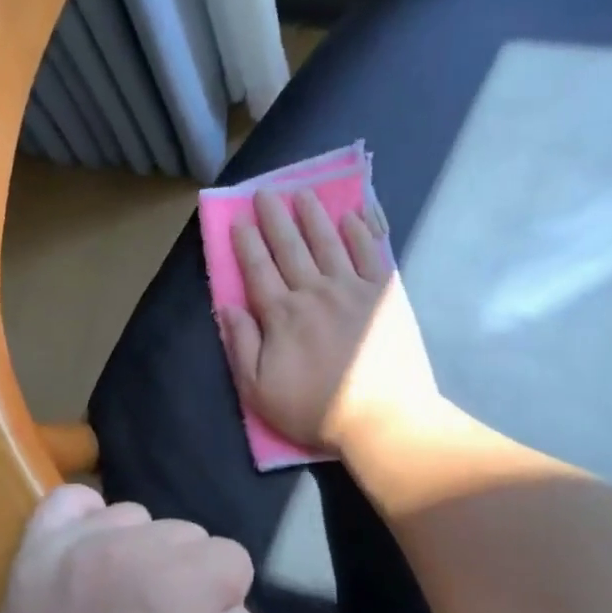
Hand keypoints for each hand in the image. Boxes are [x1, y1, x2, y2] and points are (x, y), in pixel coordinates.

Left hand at [0, 485, 276, 612]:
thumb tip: (222, 602)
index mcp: (186, 580)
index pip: (230, 559)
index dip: (223, 600)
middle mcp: (131, 548)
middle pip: (184, 534)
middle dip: (184, 574)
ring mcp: (78, 545)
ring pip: (133, 517)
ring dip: (138, 550)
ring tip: (122, 597)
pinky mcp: (36, 552)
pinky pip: (68, 502)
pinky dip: (86, 518)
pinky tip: (92, 550)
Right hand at [220, 189, 445, 455]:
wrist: (381, 419)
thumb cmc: (313, 409)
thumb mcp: (259, 390)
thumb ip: (242, 345)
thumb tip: (226, 308)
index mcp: (282, 315)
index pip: (258, 270)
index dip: (246, 244)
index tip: (239, 221)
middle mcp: (314, 292)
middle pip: (290, 248)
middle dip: (275, 219)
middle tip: (265, 193)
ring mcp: (353, 289)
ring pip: (328, 243)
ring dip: (313, 217)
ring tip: (302, 195)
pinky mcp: (385, 294)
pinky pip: (369, 254)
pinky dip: (359, 233)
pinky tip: (351, 218)